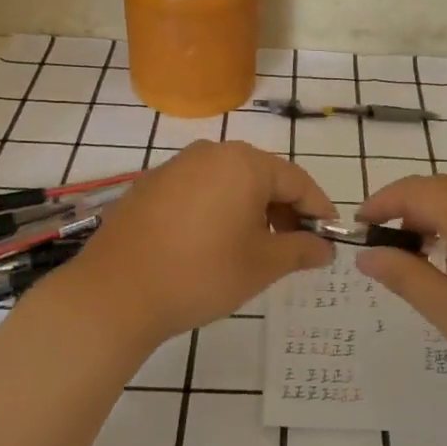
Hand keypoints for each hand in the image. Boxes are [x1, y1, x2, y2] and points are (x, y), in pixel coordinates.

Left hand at [61, 141, 334, 348]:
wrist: (115, 293)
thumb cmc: (201, 274)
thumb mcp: (262, 265)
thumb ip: (301, 250)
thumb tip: (325, 248)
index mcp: (245, 163)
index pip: (297, 181)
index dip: (319, 209)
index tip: (331, 237)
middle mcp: (211, 153)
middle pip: (263, 177)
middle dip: (284, 210)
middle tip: (295, 247)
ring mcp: (176, 167)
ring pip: (230, 183)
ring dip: (251, 211)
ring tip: (255, 249)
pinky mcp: (151, 186)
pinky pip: (199, 191)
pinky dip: (218, 211)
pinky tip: (213, 244)